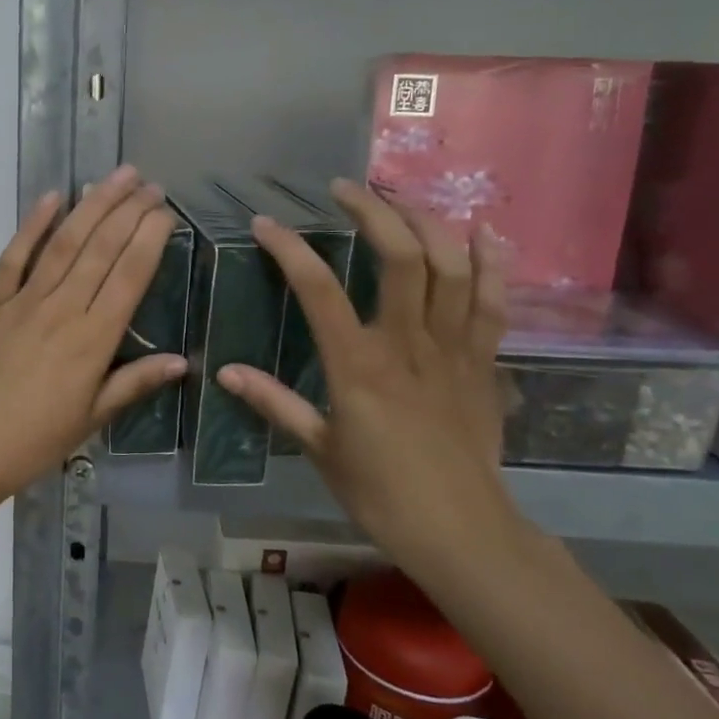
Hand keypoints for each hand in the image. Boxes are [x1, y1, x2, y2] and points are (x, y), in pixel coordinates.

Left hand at [0, 167, 186, 512]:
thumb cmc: (35, 440)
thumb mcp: (92, 418)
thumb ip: (134, 383)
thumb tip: (182, 360)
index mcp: (92, 341)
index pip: (130, 276)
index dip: (150, 238)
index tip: (166, 210)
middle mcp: (62, 310)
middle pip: (101, 249)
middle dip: (128, 211)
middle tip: (149, 184)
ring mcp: (23, 302)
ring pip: (63, 243)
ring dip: (91, 206)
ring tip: (115, 177)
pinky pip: (14, 257)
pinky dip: (32, 225)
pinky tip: (52, 197)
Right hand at [216, 178, 511, 559]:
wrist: (461, 530)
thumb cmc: (380, 492)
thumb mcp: (319, 448)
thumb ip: (274, 402)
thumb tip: (225, 372)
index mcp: (359, 366)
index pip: (319, 290)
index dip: (290, 249)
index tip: (265, 224)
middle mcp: (408, 344)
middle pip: (400, 257)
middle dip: (373, 210)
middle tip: (346, 188)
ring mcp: (454, 349)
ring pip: (452, 266)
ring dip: (428, 221)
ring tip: (401, 197)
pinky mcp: (485, 361)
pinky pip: (493, 302)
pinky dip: (492, 261)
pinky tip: (482, 229)